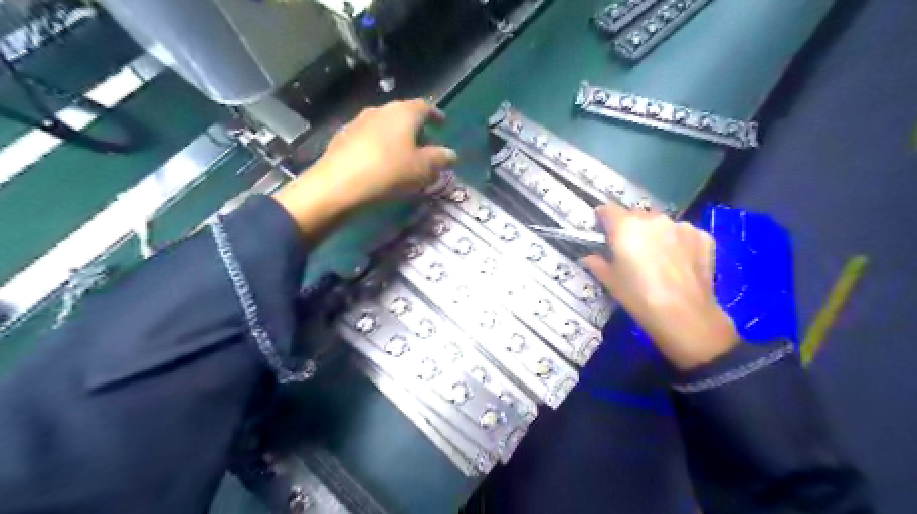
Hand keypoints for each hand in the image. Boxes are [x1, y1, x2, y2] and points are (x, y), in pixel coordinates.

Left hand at [273, 99, 456, 241]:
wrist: (338, 184)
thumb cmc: (389, 171)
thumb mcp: (422, 168)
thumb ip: (440, 159)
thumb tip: (452, 154)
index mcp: (403, 112)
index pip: (425, 106)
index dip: (436, 115)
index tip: (443, 125)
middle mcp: (380, 110)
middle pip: (403, 115)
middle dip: (416, 130)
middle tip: (425, 146)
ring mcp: (358, 122)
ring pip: (384, 127)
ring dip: (397, 139)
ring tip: (403, 158)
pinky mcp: (342, 138)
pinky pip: (369, 139)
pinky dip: (380, 147)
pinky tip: (380, 164)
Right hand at [587, 201, 735, 368]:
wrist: (685, 316)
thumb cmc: (639, 297)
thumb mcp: (610, 282)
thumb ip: (597, 263)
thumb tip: (590, 257)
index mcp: (626, 226)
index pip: (608, 209)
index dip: (603, 220)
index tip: (603, 232)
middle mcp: (653, 218)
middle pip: (636, 216)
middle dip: (631, 228)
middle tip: (631, 251)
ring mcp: (681, 226)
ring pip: (661, 224)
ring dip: (656, 234)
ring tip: (658, 259)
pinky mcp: (703, 236)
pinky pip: (683, 234)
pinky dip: (678, 243)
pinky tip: (679, 263)